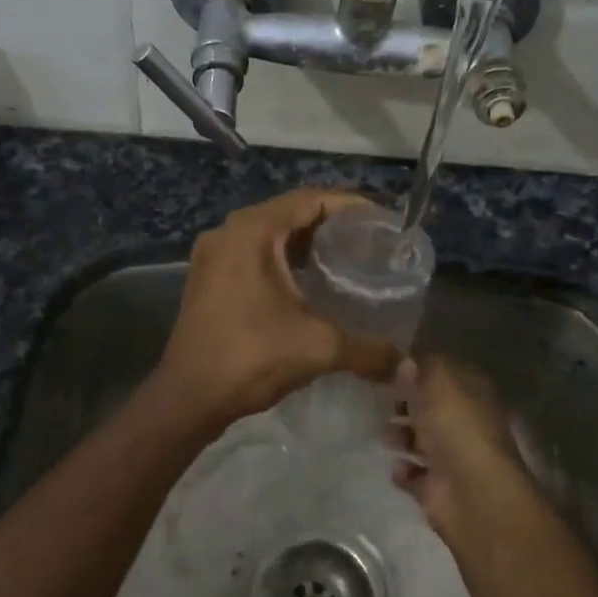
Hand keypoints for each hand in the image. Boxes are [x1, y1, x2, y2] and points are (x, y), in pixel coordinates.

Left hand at [156, 187, 401, 425]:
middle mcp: (229, 232)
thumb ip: (368, 350)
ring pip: (270, 236)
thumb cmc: (251, 357)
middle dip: (331, 225)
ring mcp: (213, 256)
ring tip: (347, 262)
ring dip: (306, 244)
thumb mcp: (317, 347)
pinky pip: (254, 255)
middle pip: (290, 213)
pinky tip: (309, 284)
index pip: (311, 199)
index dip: (351, 206)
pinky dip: (284, 261)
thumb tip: (409, 366)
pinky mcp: (208, 279)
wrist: (188, 397)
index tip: (384, 223)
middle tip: (370, 244)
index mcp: (252, 231)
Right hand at [385, 355, 532, 536]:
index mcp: (472, 392)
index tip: (387, 369)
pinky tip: (399, 467)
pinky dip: (403, 470)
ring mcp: (452, 456)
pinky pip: (413, 474)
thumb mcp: (436, 381)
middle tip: (383, 402)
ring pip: (419, 440)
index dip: (417, 369)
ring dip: (400, 437)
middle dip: (405, 405)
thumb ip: (418, 368)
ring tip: (388, 437)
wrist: (471, 492)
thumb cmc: (455, 426)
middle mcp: (465, 422)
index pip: (442, 373)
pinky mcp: (437, 487)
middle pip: (430, 407)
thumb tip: (404, 362)